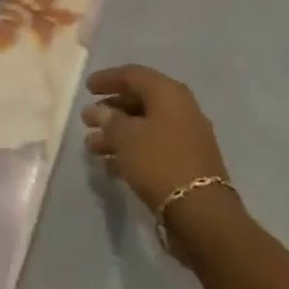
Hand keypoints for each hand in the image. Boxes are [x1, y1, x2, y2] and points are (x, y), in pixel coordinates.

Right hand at [82, 64, 230, 226]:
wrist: (202, 213)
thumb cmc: (159, 162)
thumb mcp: (126, 137)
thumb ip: (109, 121)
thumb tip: (99, 111)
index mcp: (168, 93)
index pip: (133, 75)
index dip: (108, 79)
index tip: (87, 88)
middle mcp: (181, 109)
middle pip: (139, 101)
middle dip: (111, 110)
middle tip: (87, 120)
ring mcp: (186, 137)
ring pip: (145, 127)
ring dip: (117, 134)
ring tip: (92, 147)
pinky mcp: (187, 163)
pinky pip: (153, 148)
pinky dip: (132, 151)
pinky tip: (110, 166)